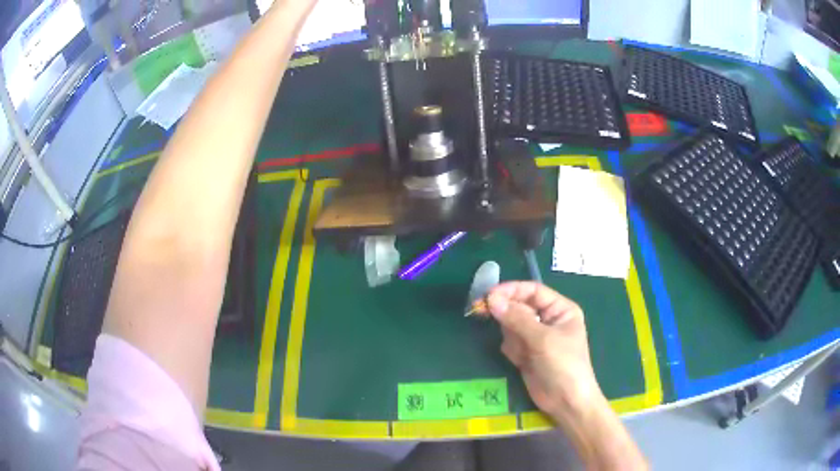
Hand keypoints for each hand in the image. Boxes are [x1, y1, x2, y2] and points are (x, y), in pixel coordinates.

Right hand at [487, 281, 602, 417]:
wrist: (566, 402)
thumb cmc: (563, 365)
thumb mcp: (542, 339)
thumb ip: (517, 318)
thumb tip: (492, 299)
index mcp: (560, 310)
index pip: (533, 291)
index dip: (511, 290)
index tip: (489, 295)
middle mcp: (548, 320)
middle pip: (520, 306)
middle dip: (508, 315)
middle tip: (485, 313)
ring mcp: (537, 338)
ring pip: (512, 325)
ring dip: (512, 337)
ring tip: (522, 353)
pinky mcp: (527, 353)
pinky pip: (511, 342)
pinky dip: (512, 350)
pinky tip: (521, 362)